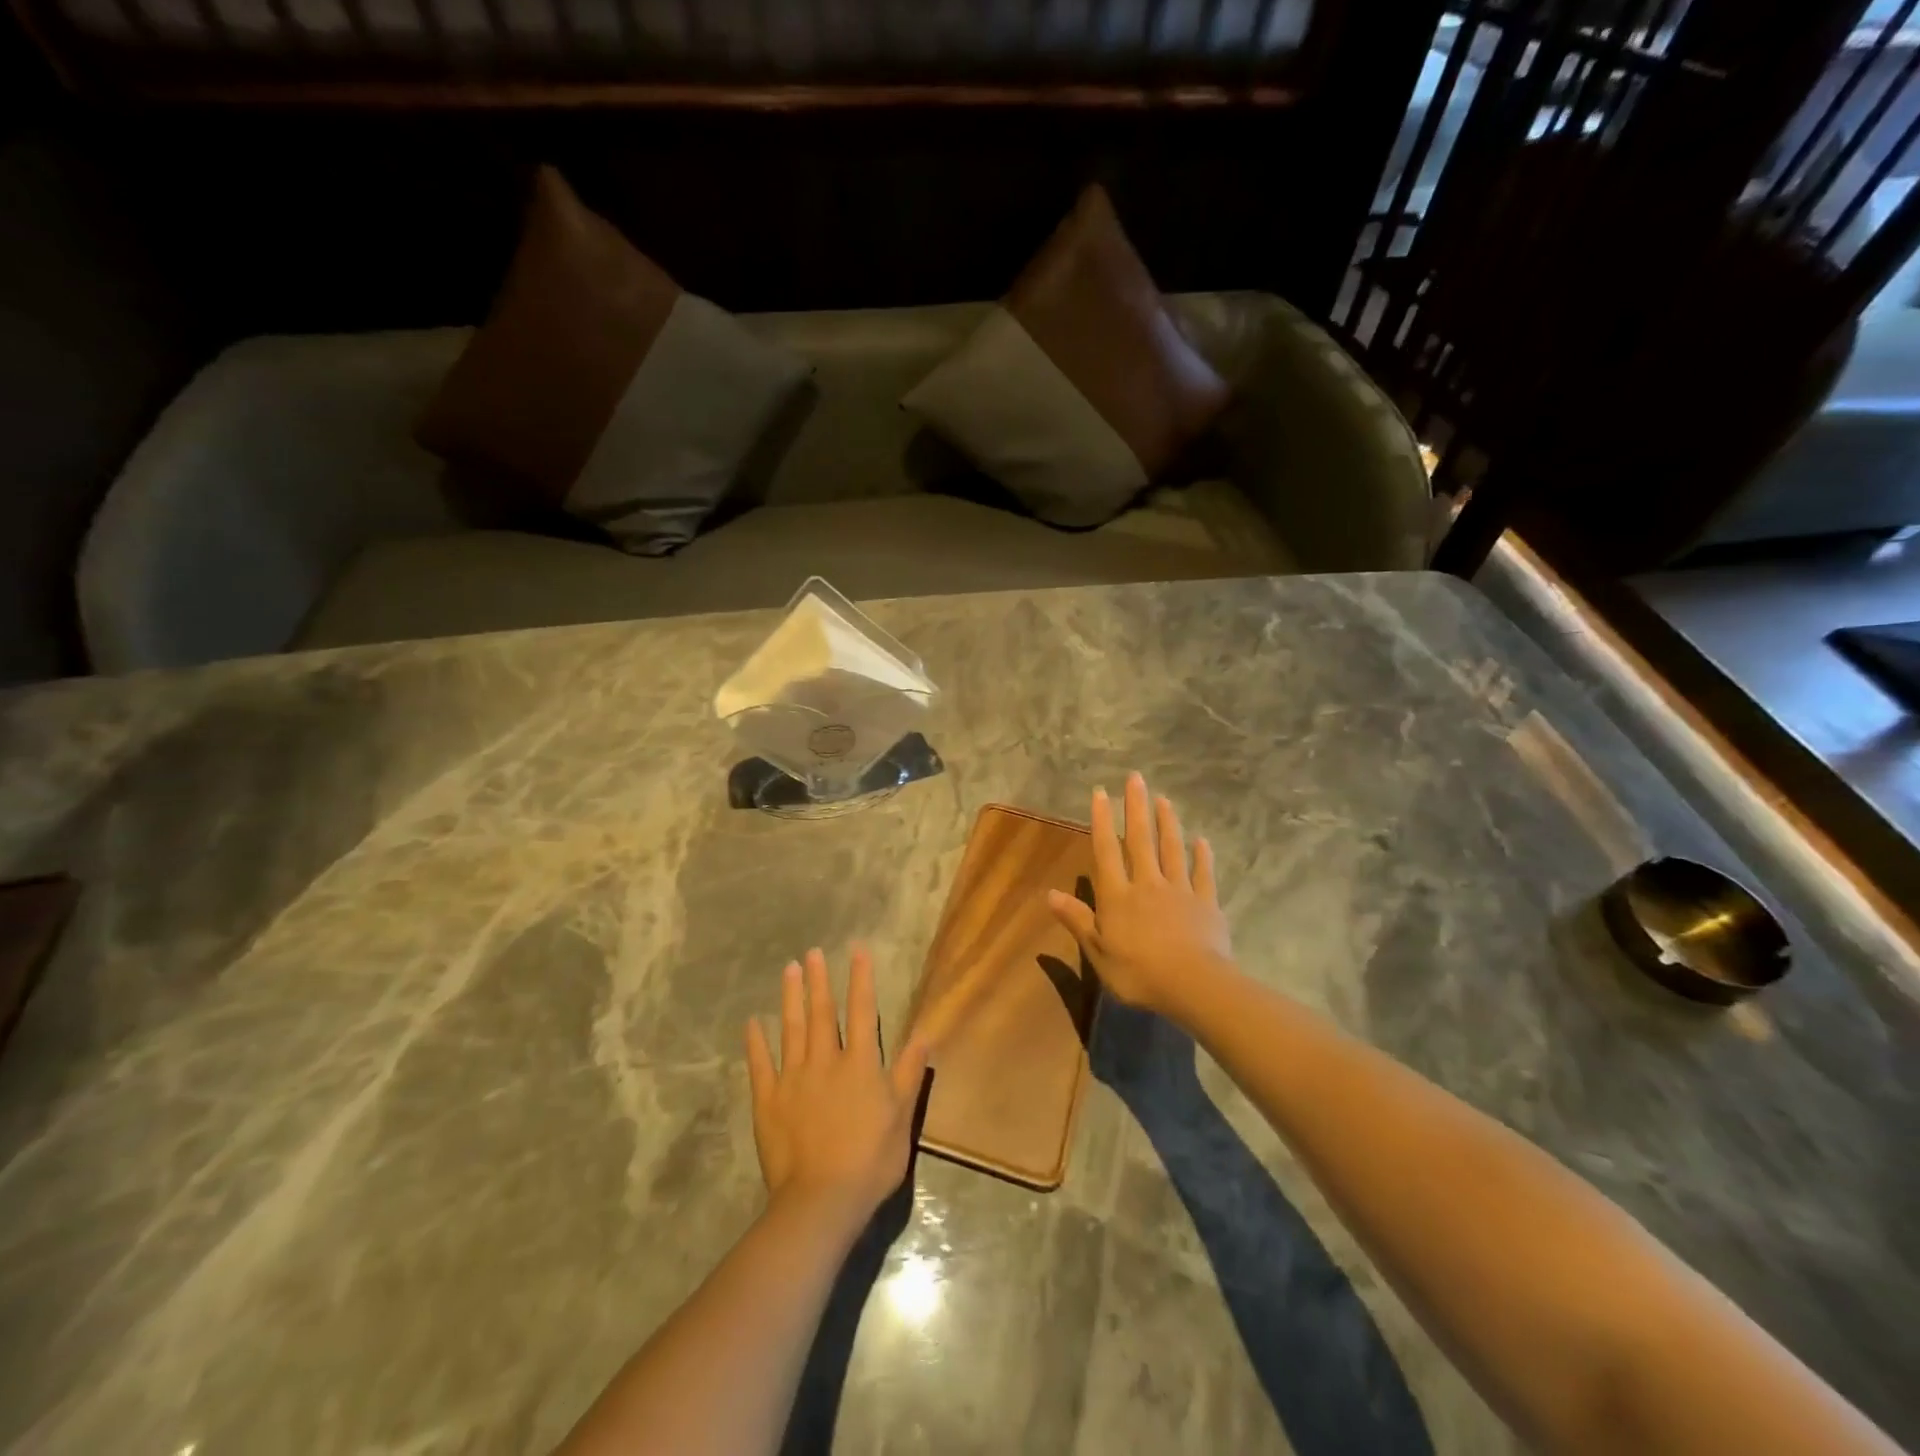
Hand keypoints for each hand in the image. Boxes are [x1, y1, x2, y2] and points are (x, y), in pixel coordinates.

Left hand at [745, 946, 929, 1235]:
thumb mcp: (902, 1116)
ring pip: (791, 1029)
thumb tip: (925, 1033)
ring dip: (790, 998)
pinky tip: (752, 1022)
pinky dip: (756, 1042)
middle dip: (819, 980)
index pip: (861, 1011)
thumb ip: (910, 1072)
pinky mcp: (768, 1101)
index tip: (857, 950)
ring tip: (788, 970)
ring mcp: (793, 1079)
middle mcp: (825, 1061)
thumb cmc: (870, 1160)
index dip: (860, 978)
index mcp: (860, 1064)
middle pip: (822, 1013)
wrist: (821, 1201)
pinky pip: (760, 1065)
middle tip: (812, 952)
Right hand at [1047, 772, 1235, 1020]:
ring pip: (1172, 850)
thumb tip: (1049, 894)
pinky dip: (1202, 857)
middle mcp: (1147, 884)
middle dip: (1136, 808)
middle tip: (1136, 778)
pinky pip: (1203, 875)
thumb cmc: (1138, 973)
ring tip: (1164, 799)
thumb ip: (1077, 920)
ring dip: (1167, 823)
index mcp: (1118, 896)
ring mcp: (1180, 891)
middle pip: (1141, 840)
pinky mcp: (1206, 904)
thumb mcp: (1098, 952)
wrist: (1194, 985)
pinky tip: (1202, 841)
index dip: (1102, 821)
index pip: (1106, 851)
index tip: (1101, 792)